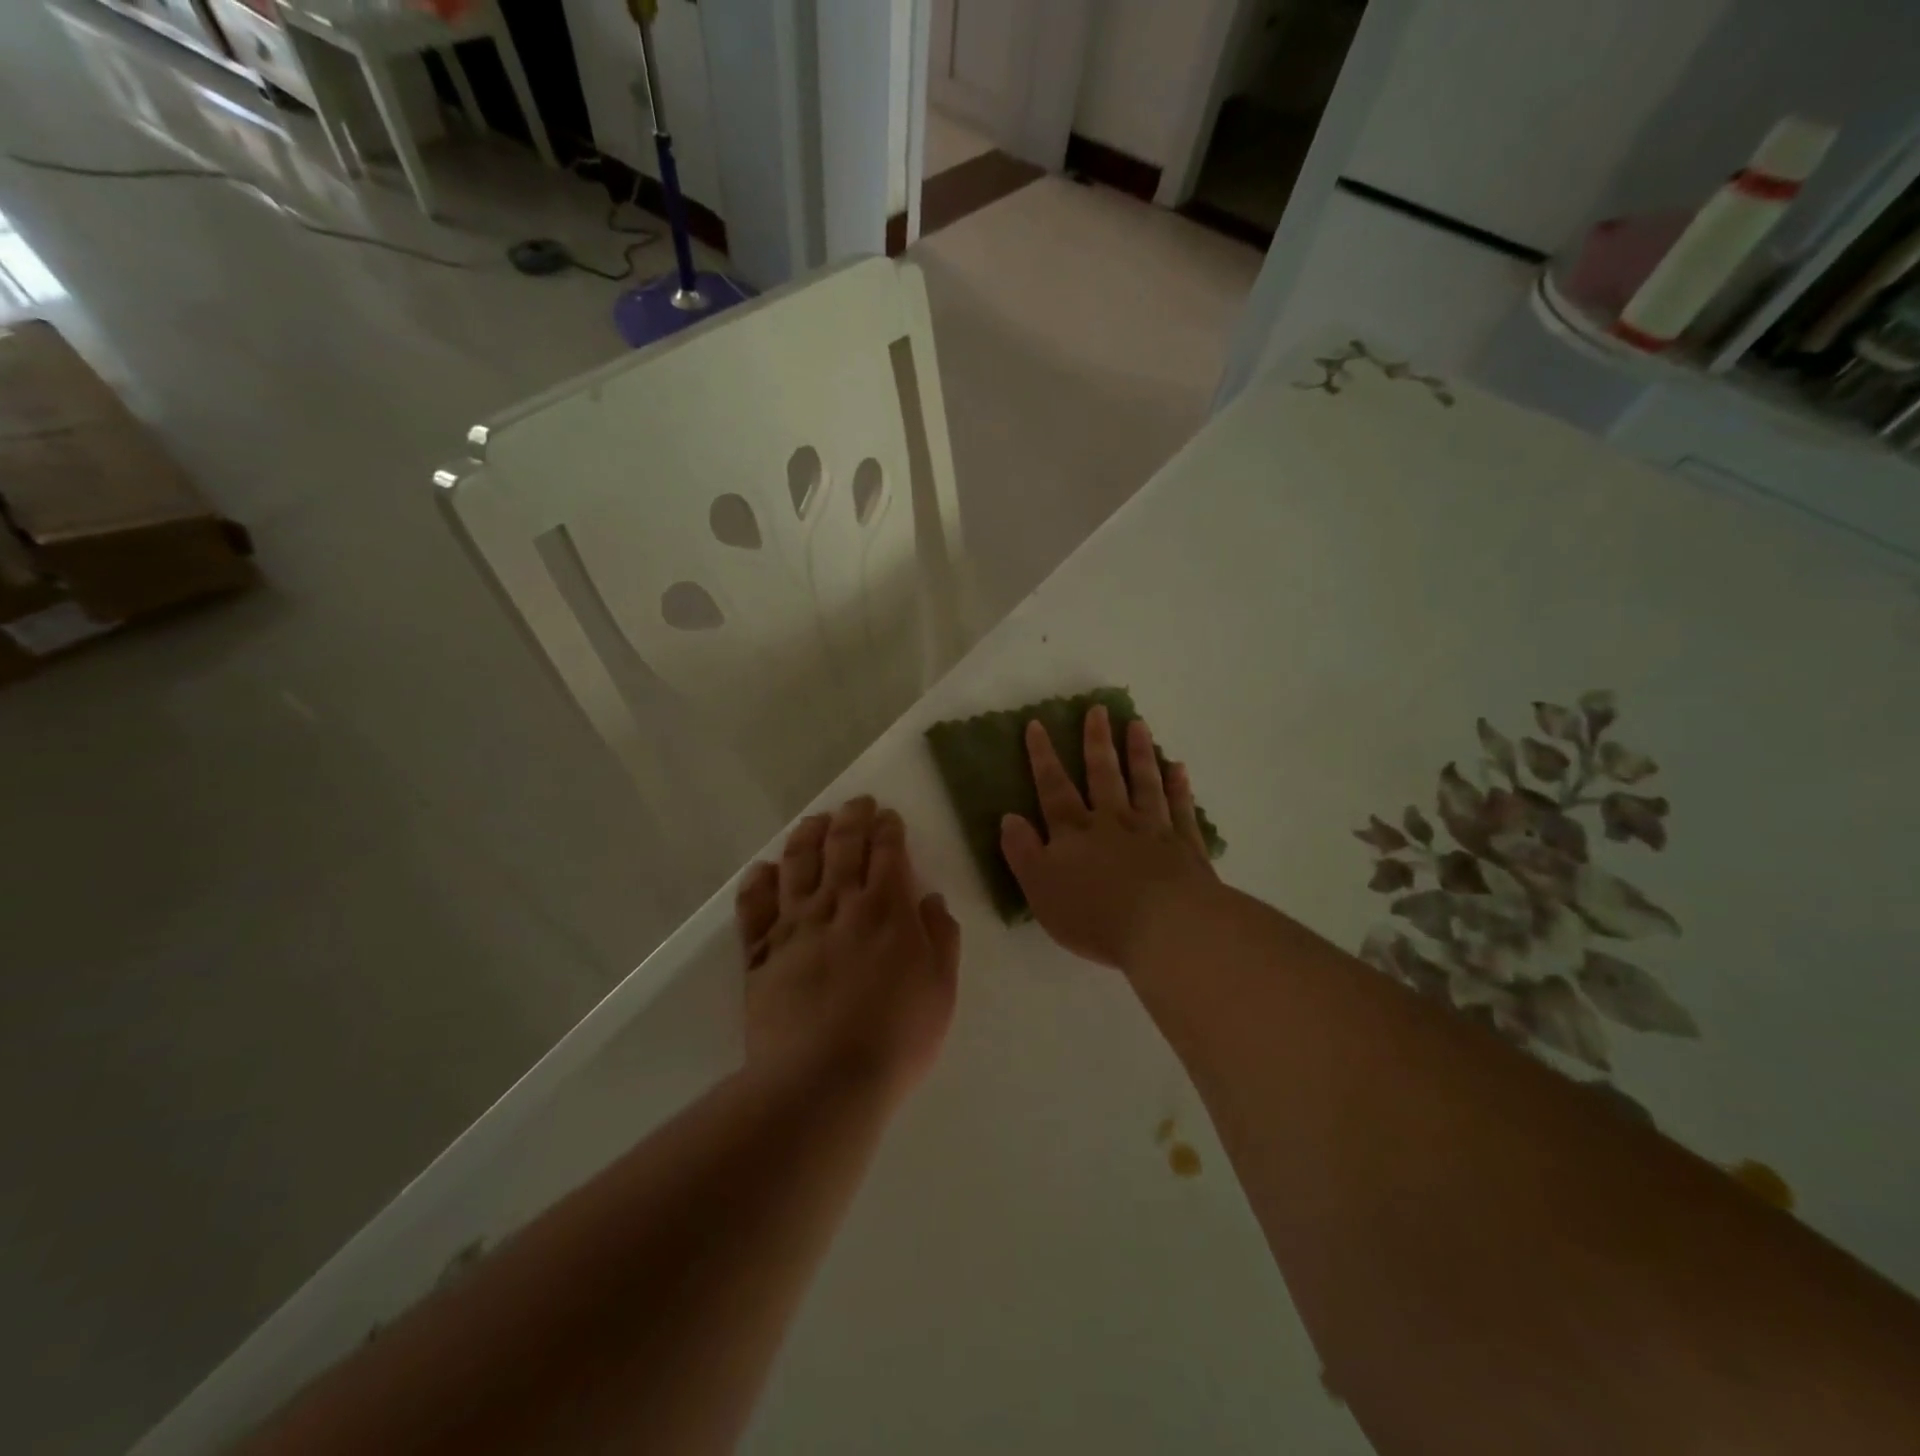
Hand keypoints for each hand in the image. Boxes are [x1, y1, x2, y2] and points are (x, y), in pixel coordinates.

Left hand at [735, 796, 960, 1099]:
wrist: (822, 1080)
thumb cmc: (895, 1037)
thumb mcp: (941, 989)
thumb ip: (940, 938)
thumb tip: (931, 900)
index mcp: (886, 909)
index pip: (887, 852)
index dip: (888, 828)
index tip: (887, 814)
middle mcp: (838, 905)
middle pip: (842, 846)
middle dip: (851, 818)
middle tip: (856, 803)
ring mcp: (795, 926)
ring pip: (798, 865)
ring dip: (807, 836)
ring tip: (813, 821)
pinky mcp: (760, 953)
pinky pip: (755, 907)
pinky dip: (758, 883)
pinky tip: (764, 870)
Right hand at [1000, 706, 1217, 971]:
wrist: (1164, 927)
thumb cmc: (1094, 914)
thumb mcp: (1040, 889)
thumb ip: (1023, 852)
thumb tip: (1009, 817)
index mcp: (1074, 833)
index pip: (1053, 788)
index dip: (1043, 757)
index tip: (1037, 725)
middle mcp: (1112, 821)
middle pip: (1103, 775)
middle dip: (1097, 742)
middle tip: (1098, 709)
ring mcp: (1153, 830)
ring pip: (1144, 783)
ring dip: (1139, 753)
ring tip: (1137, 725)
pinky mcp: (1186, 847)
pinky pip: (1181, 809)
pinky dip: (1178, 787)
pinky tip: (1177, 768)